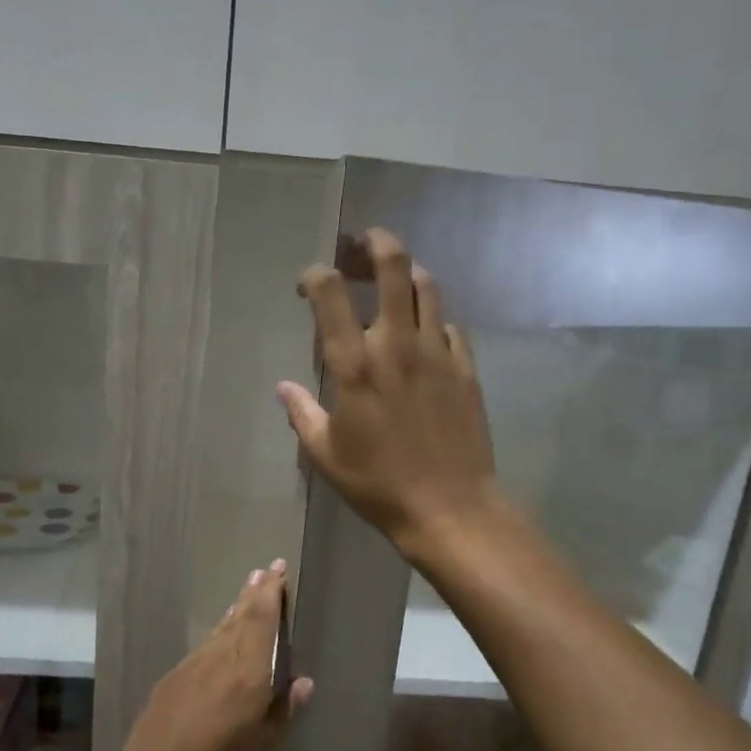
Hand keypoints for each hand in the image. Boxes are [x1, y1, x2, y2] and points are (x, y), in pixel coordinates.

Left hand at [111, 560, 312, 750]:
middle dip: (257, 592)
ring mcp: (192, 667)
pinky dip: (220, 628)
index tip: (279, 570)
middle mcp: (218, 662)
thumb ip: (282, 715)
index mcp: (246, 679)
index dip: (271, 594)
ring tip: (250, 589)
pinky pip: (205, 643)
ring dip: (238, 606)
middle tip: (269, 569)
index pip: (260, 623)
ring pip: (221, 627)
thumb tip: (304, 681)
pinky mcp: (173, 678)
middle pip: (241, 617)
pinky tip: (223, 629)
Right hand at [277, 228, 500, 558]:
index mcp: (355, 365)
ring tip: (392, 278)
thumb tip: (284, 387)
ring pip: (427, 286)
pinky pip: (451, 325)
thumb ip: (302, 414)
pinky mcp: (466, 368)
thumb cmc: (378, 484)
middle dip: (373, 243)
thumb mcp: (326, 455)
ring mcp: (438, 352)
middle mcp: (397, 344)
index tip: (306, 285)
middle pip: (392, 265)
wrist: (450, 508)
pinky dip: (433, 319)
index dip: (314, 275)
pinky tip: (425, 334)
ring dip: (407, 271)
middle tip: (359, 244)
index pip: (330, 292)